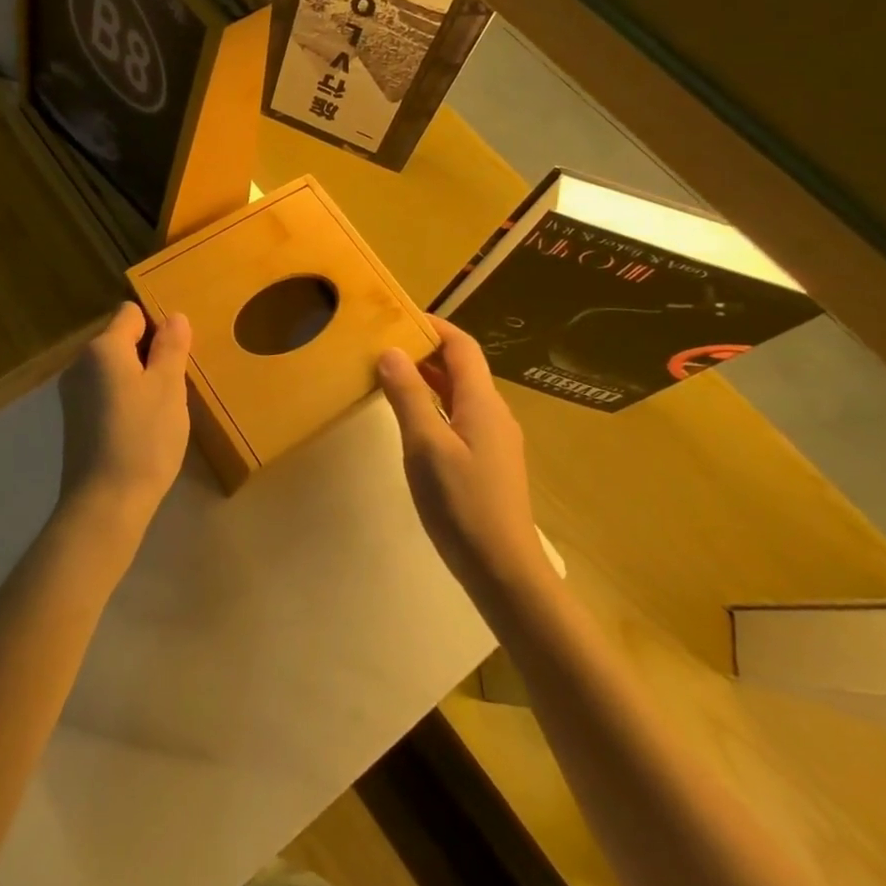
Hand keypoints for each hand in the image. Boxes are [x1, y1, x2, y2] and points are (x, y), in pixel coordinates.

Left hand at [56, 302, 192, 535]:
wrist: (104, 503)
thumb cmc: (143, 438)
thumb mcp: (168, 387)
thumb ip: (171, 347)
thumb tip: (174, 316)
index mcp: (102, 348)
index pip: (131, 313)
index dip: (157, 326)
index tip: (176, 356)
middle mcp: (80, 363)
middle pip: (120, 340)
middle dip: (149, 355)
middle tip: (174, 387)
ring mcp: (73, 394)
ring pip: (114, 369)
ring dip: (138, 379)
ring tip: (160, 411)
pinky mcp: (74, 421)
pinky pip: (104, 393)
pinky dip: (123, 401)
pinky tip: (140, 429)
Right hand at [377, 317, 544, 587]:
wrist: (502, 569)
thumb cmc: (462, 503)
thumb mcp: (426, 445)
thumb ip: (408, 396)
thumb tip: (390, 351)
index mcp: (482, 402)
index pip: (462, 346)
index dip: (433, 326)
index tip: (397, 316)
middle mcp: (493, 413)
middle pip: (462, 367)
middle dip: (425, 350)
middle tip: (383, 344)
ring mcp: (494, 439)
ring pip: (460, 393)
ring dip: (428, 378)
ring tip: (389, 374)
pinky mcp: (488, 462)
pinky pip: (459, 416)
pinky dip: (434, 404)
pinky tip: (411, 419)